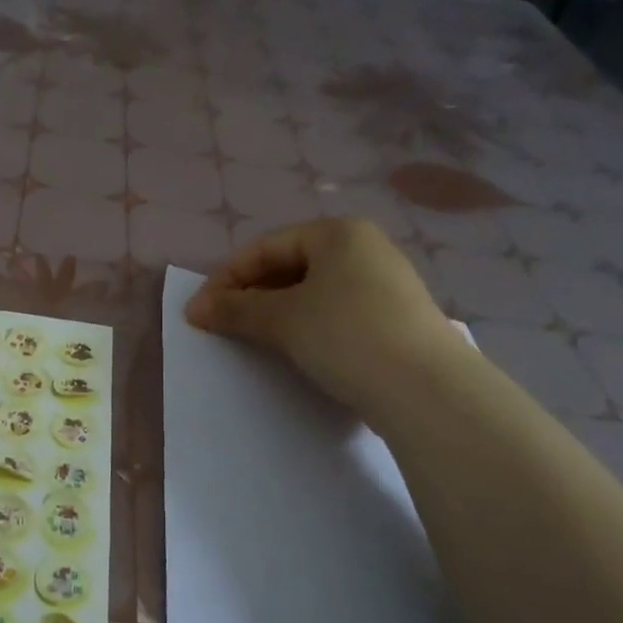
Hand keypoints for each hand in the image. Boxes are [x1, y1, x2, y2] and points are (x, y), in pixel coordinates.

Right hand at [185, 218, 452, 415]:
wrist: (426, 389)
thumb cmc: (346, 335)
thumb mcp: (282, 319)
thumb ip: (235, 309)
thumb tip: (196, 309)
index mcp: (338, 232)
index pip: (266, 247)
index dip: (226, 278)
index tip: (200, 312)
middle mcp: (365, 248)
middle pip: (290, 265)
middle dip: (251, 294)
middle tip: (223, 325)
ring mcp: (386, 284)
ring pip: (314, 291)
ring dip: (277, 312)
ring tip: (254, 339)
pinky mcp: (396, 319)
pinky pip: (337, 312)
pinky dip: (308, 326)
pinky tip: (297, 350)